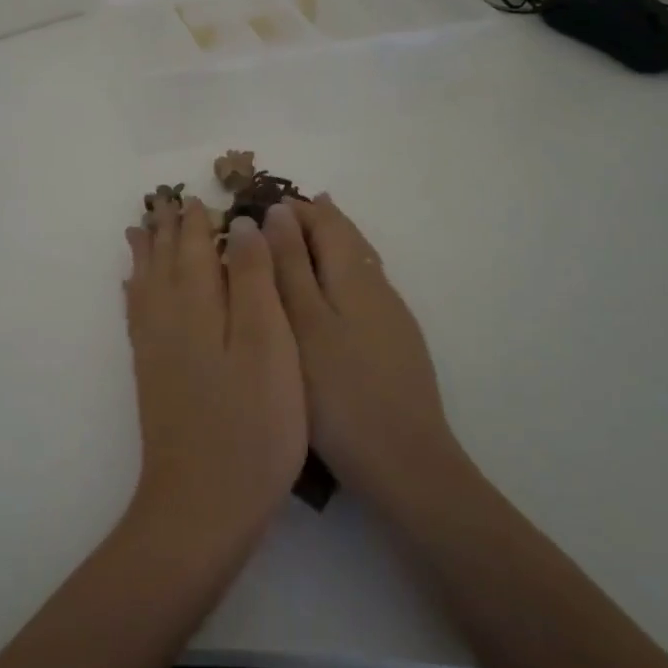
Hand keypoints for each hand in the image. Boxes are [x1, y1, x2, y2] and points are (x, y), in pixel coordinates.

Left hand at [123, 197, 307, 545]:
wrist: (202, 503)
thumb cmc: (252, 424)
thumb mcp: (269, 345)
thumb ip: (255, 280)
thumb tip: (242, 225)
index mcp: (199, 305)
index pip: (195, 247)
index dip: (197, 220)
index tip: (197, 195)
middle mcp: (168, 318)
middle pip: (164, 260)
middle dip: (166, 229)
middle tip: (163, 201)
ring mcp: (155, 349)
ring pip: (146, 284)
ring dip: (145, 254)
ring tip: (139, 230)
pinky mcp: (151, 375)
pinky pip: (137, 316)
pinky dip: (135, 293)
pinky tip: (134, 291)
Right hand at [261, 197, 467, 515]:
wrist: (406, 463)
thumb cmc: (340, 391)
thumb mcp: (303, 323)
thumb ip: (289, 265)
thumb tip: (279, 211)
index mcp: (354, 275)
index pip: (326, 222)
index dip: (295, 209)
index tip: (261, 205)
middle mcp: (378, 286)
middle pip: (348, 237)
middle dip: (315, 221)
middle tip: (281, 213)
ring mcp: (392, 317)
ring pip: (358, 263)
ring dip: (330, 246)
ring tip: (301, 241)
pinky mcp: (397, 344)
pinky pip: (364, 289)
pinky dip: (340, 274)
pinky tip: (330, 295)